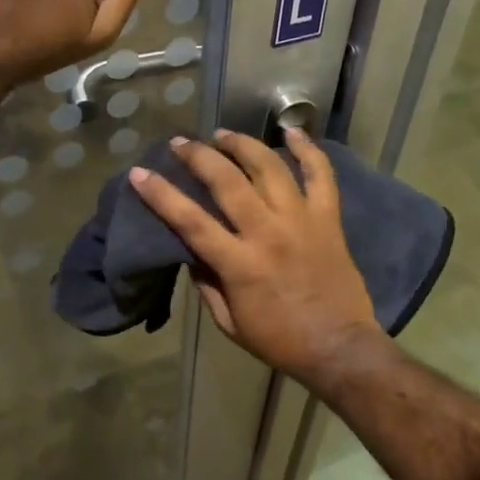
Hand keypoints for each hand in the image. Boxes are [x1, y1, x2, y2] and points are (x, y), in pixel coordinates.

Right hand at [129, 129, 383, 384]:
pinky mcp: (328, 219)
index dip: (161, 194)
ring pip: (270, 168)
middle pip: (227, 181)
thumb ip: (207, 283)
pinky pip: (321, 175)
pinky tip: (292, 132)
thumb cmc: (279, 340)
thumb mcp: (229, 322)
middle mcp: (268, 233)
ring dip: (243, 145)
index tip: (139, 172)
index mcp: (240, 264)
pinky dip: (308, 150)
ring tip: (223, 134)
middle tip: (180, 143)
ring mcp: (302, 220)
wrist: (340, 348)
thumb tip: (190, 250)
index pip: (190, 221)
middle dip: (199, 156)